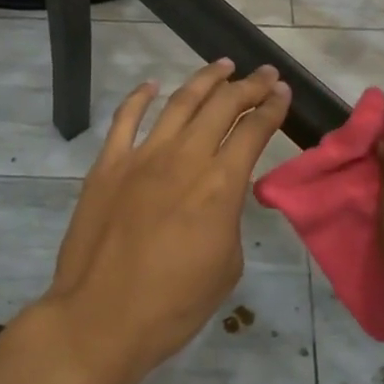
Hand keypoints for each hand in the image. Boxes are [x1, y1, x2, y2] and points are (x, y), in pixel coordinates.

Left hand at [41, 59, 291, 383]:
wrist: (100, 319)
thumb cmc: (173, 305)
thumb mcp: (226, 266)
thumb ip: (229, 219)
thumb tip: (220, 198)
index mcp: (220, 186)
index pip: (253, 131)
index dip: (272, 108)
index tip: (283, 92)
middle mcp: (185, 158)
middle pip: (222, 106)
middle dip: (249, 85)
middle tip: (264, 73)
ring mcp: (142, 156)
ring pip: (179, 103)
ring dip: (204, 80)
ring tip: (222, 65)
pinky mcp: (108, 164)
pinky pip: (126, 119)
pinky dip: (139, 97)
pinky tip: (152, 85)